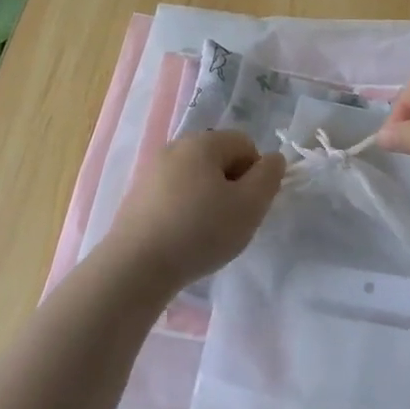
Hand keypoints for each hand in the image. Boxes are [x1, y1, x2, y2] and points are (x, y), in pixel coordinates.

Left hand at [106, 130, 285, 288]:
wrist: (136, 266)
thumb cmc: (200, 231)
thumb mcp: (250, 206)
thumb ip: (269, 177)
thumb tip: (273, 159)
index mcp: (202, 142)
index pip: (245, 143)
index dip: (256, 173)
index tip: (250, 205)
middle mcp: (174, 147)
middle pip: (218, 158)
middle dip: (232, 185)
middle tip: (231, 220)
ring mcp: (151, 171)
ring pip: (195, 178)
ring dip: (208, 199)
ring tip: (205, 233)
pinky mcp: (136, 196)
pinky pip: (173, 194)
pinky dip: (184, 210)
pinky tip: (182, 237)